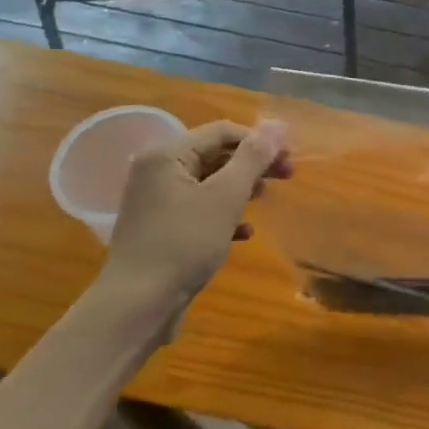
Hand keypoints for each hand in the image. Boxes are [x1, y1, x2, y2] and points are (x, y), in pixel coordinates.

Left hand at [103, 120, 291, 312]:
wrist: (138, 305)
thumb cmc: (184, 242)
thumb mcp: (226, 195)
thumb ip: (253, 156)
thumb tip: (278, 123)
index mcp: (167, 154)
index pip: (222, 131)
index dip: (260, 140)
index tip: (290, 158)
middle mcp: (157, 170)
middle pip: (215, 154)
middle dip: (253, 164)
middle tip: (287, 176)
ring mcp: (156, 200)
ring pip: (209, 181)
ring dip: (241, 187)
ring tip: (264, 200)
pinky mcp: (160, 227)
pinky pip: (199, 208)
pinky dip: (223, 213)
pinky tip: (244, 232)